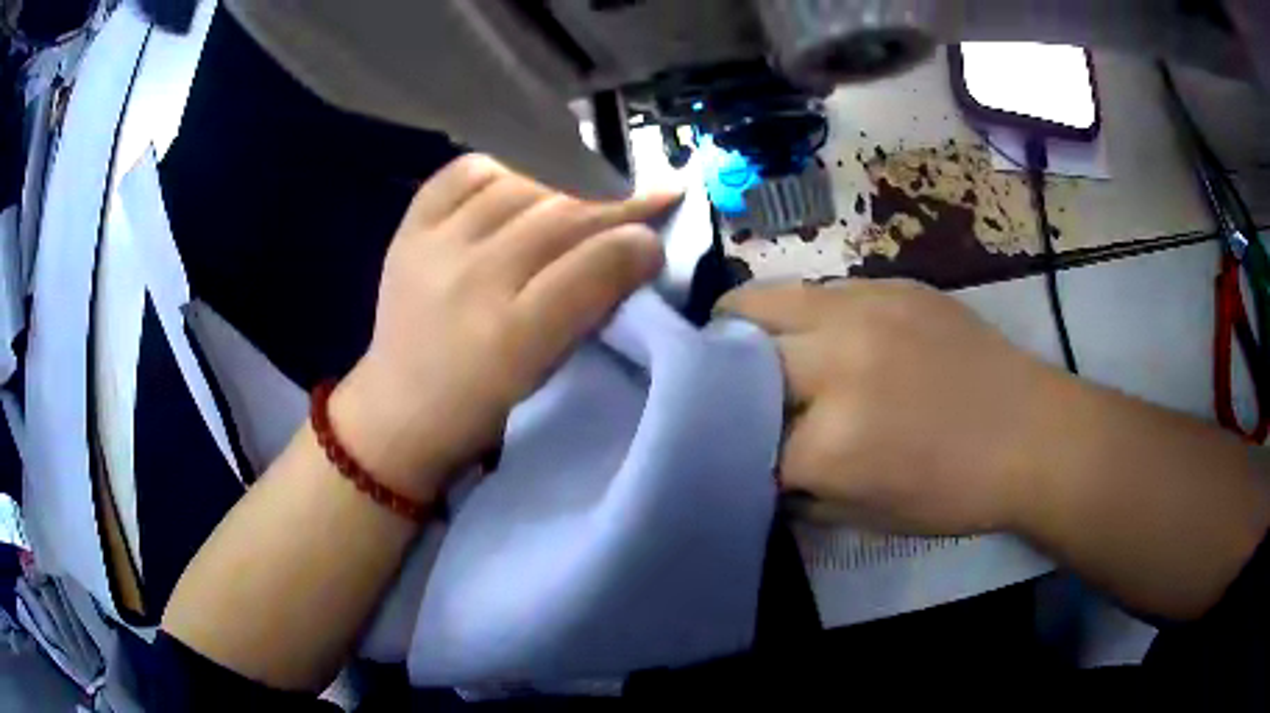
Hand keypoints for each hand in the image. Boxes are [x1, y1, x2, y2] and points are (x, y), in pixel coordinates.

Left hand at [332, 155, 680, 498]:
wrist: (402, 411)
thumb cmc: (484, 406)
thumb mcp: (547, 373)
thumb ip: (591, 310)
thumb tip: (633, 248)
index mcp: (514, 339)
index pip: (592, 265)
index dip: (636, 243)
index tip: (656, 239)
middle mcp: (472, 283)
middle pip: (560, 217)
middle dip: (612, 206)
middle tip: (640, 204)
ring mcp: (434, 249)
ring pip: (520, 187)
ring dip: (562, 187)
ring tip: (579, 199)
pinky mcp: (409, 231)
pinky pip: (463, 174)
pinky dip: (500, 172)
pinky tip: (516, 186)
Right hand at [718, 280, 1058, 534]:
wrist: (1032, 434)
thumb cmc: (957, 492)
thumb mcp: (869, 517)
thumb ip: (803, 491)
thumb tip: (763, 466)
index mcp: (830, 443)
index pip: (744, 442)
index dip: (738, 452)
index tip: (739, 453)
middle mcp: (836, 363)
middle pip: (738, 354)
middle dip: (721, 381)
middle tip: (724, 394)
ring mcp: (864, 310)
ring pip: (765, 298)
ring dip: (746, 328)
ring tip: (753, 348)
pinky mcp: (892, 285)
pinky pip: (820, 290)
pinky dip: (803, 315)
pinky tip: (825, 336)